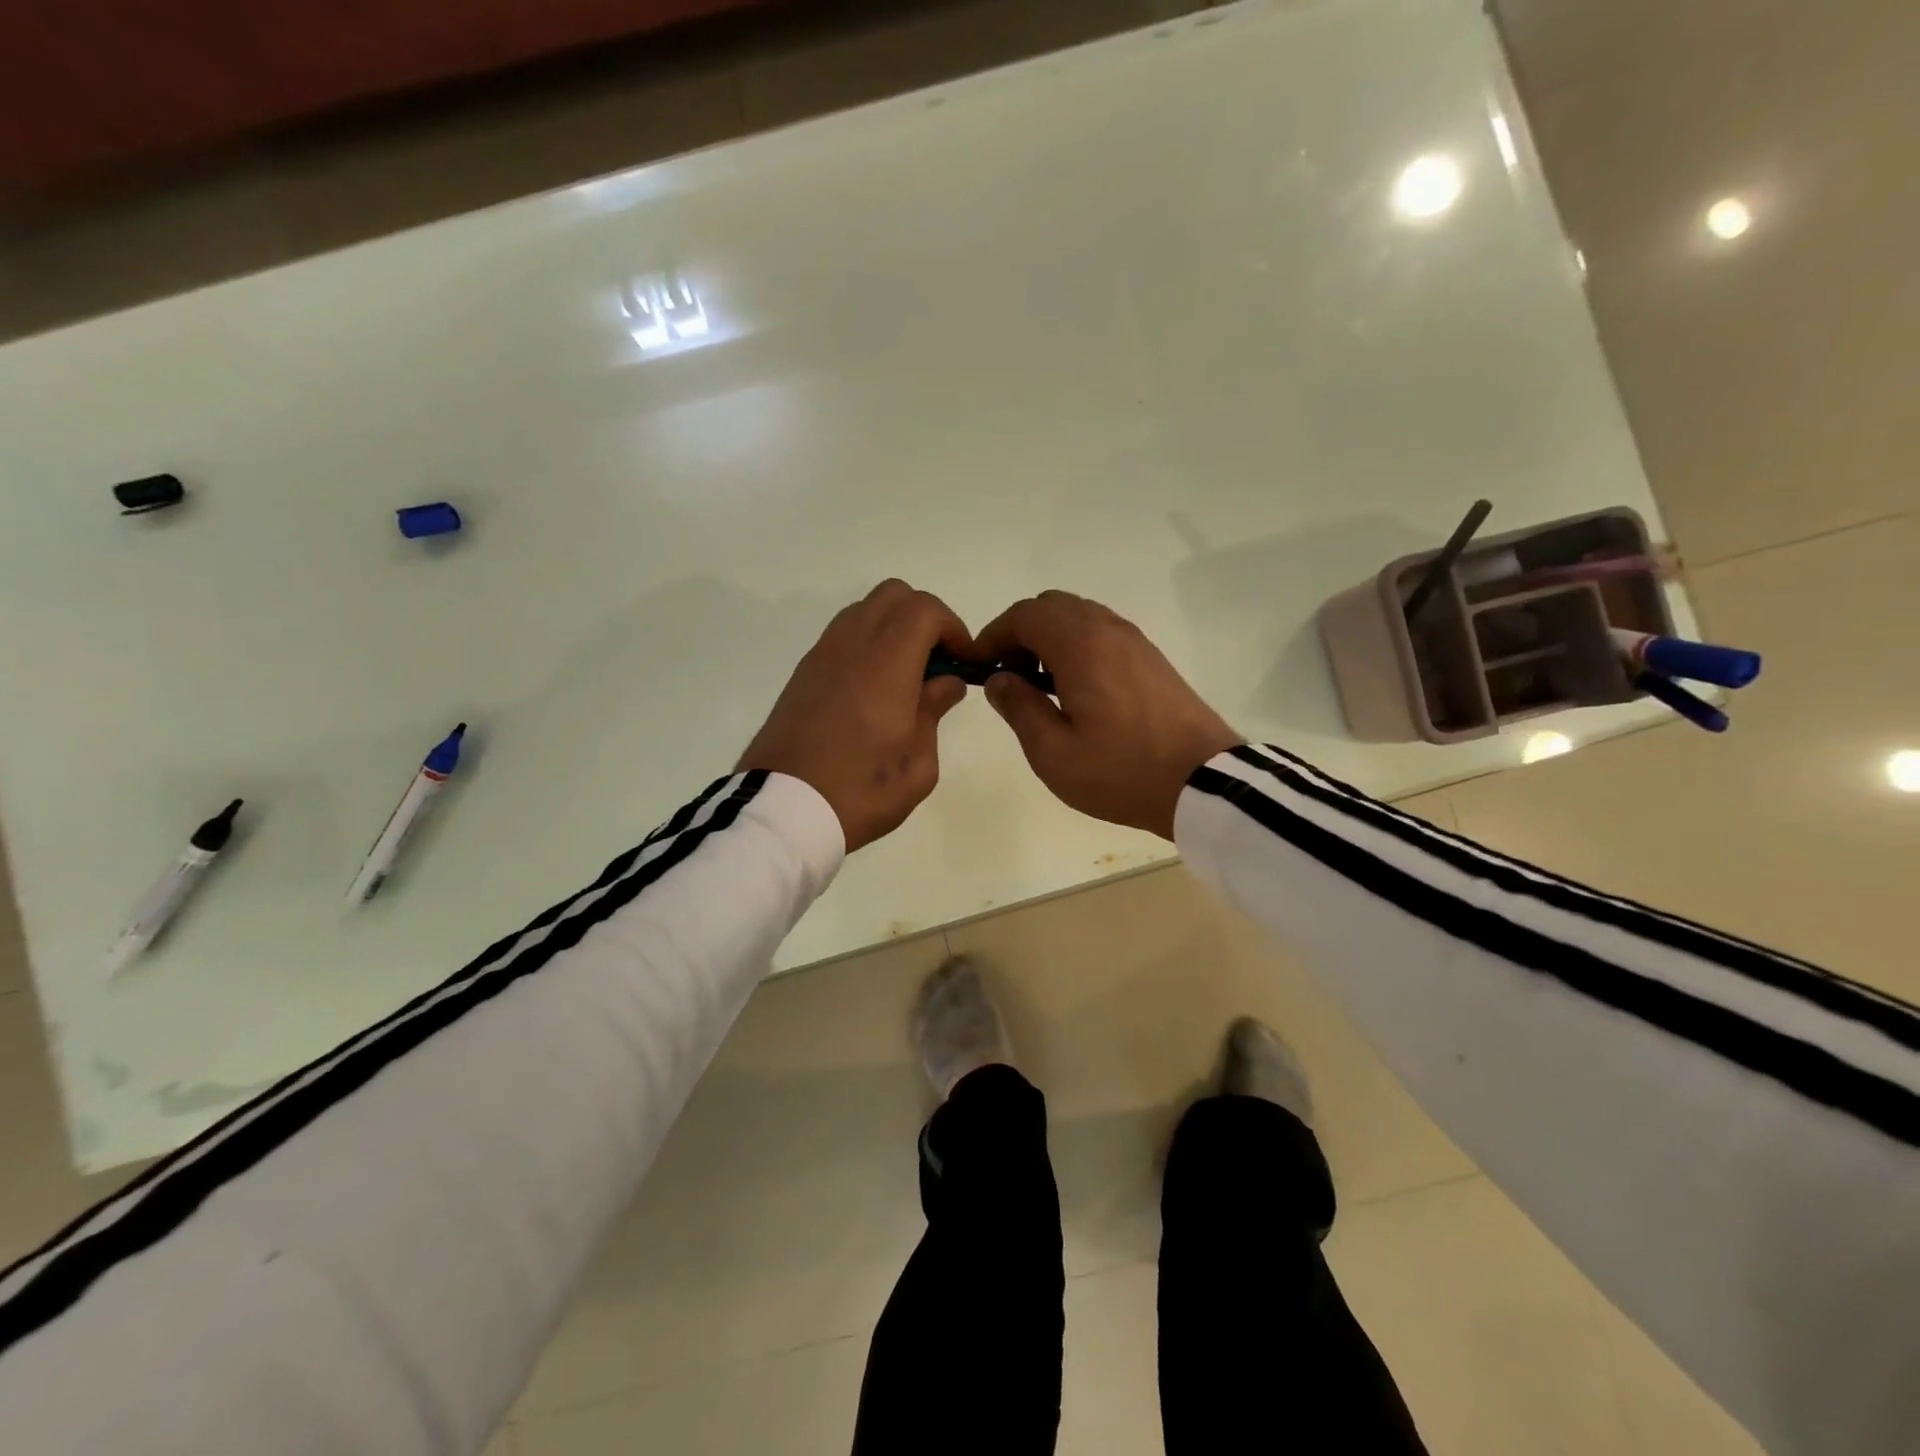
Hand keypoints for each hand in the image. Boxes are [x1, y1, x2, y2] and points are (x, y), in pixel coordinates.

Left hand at [739, 580, 972, 852]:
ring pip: (865, 609)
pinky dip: (867, 643)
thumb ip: (934, 712)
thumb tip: (945, 681)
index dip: (954, 627)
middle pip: (894, 595)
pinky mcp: (803, 672)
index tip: (964, 662)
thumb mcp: (916, 766)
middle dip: (925, 618)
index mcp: (885, 665)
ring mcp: (821, 655)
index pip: (924, 609)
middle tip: (938, 662)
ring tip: (907, 675)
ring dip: (894, 628)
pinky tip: (874, 688)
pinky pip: (843, 634)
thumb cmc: (859, 793)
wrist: (781, 811)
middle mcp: (851, 646)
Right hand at [975, 591, 1241, 839]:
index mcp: (1080, 645)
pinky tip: (1077, 690)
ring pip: (1080, 616)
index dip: (993, 635)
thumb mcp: (1053, 752)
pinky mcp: (1152, 658)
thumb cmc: (1121, 771)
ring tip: (1041, 686)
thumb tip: (999, 679)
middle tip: (1010, 676)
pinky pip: (1103, 633)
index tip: (978, 666)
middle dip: (1020, 632)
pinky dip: (1077, 646)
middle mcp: (1107, 630)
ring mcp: (1135, 641)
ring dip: (1050, 638)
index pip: (1024, 615)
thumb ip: (1019, 707)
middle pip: (1051, 606)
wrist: (1203, 782)